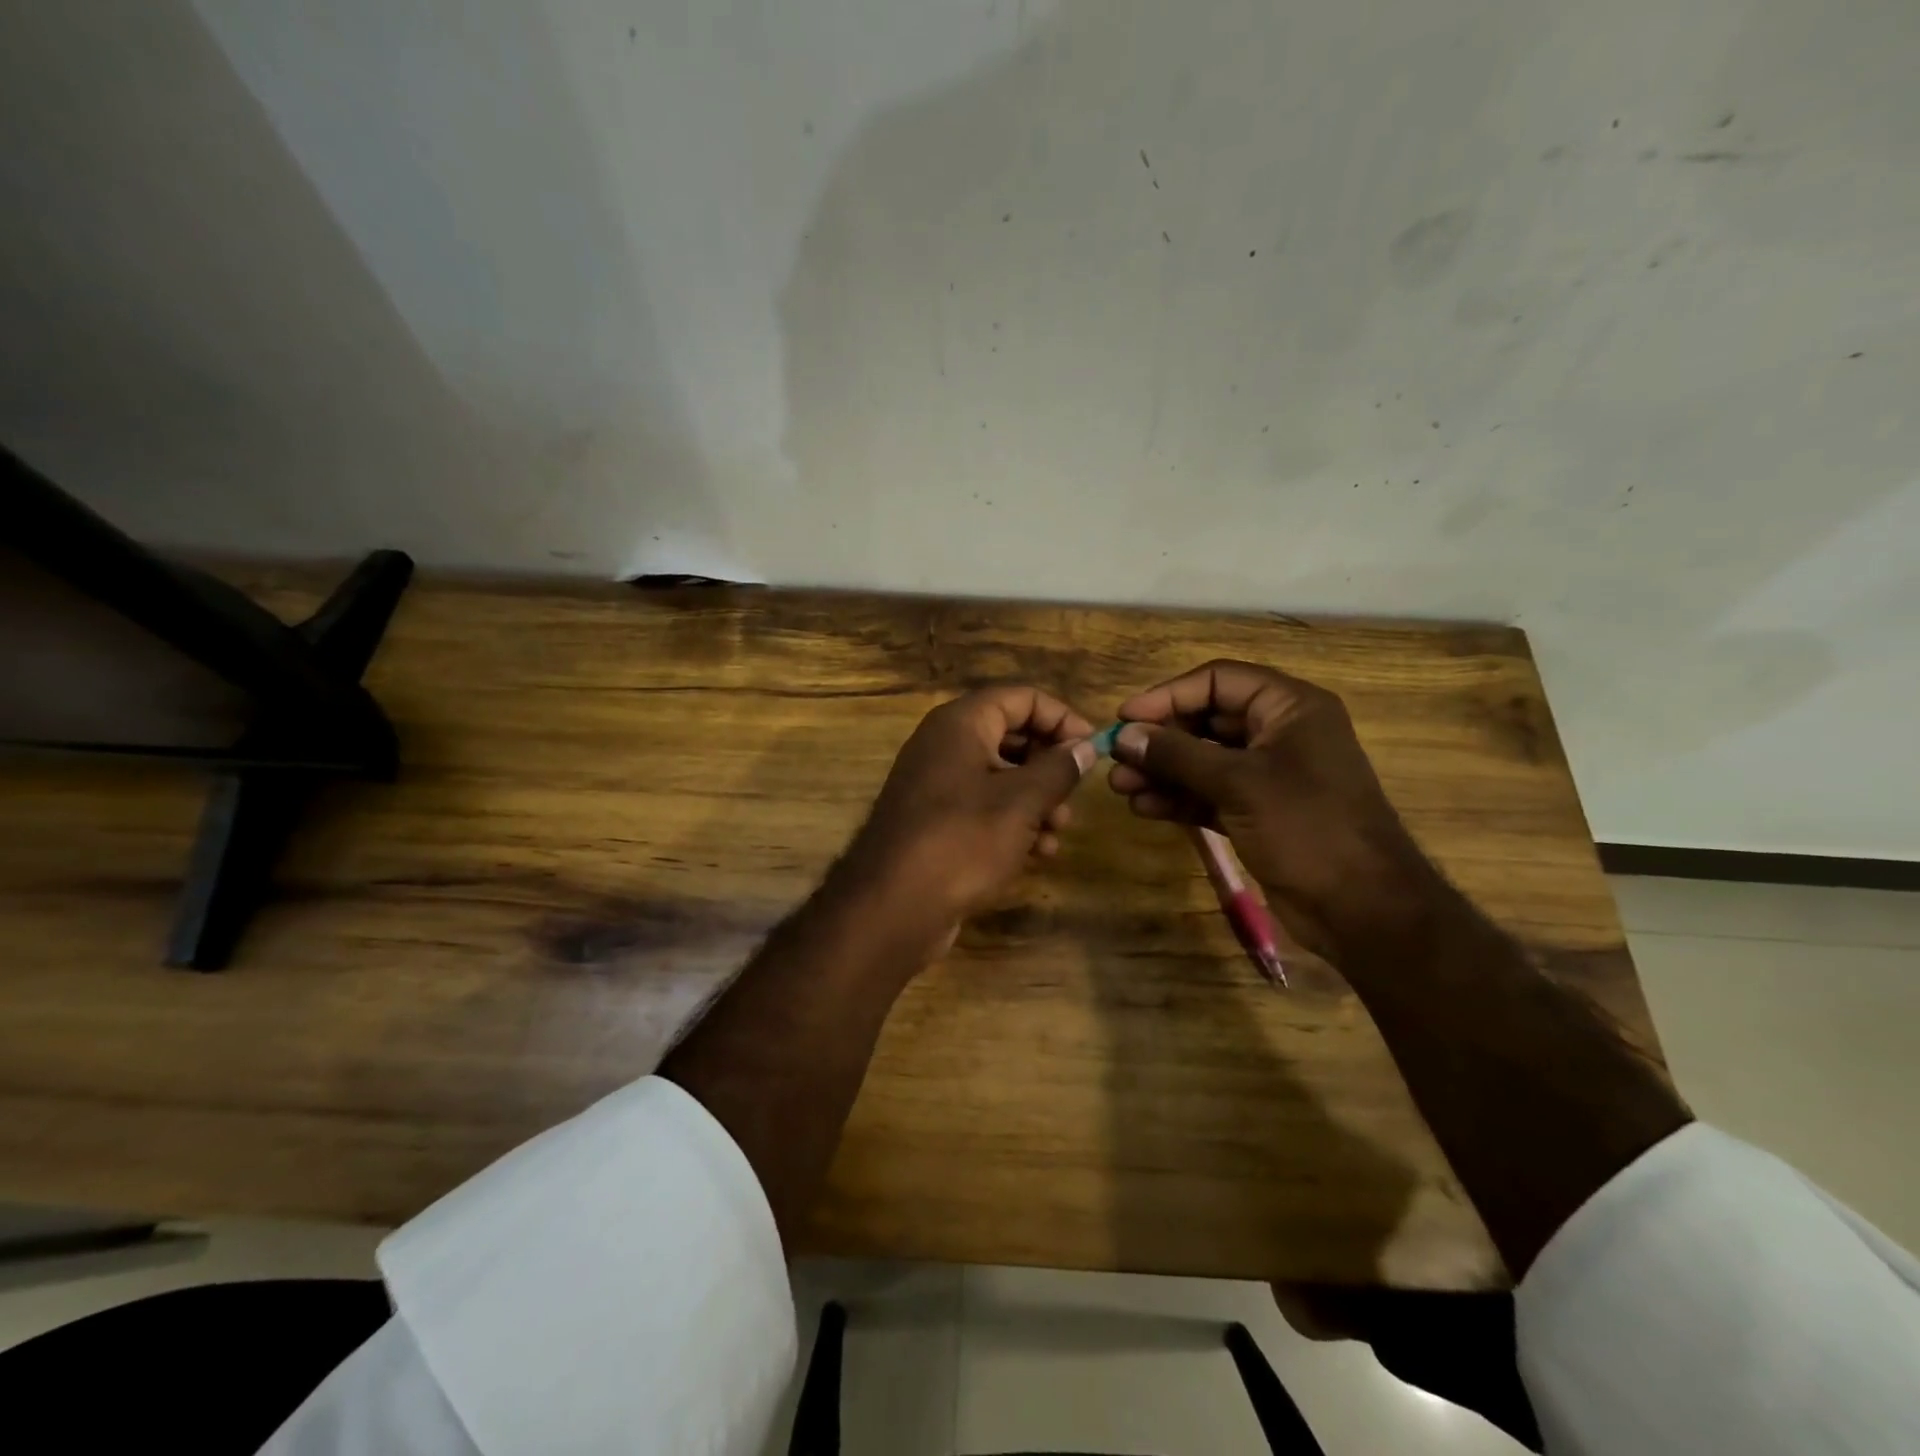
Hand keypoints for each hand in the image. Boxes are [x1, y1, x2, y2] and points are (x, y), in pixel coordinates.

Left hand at [839, 687, 1097, 941]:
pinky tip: (1037, 853)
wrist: (893, 906)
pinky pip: (983, 807)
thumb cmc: (963, 840)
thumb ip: (1059, 769)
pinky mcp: (935, 821)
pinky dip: (1013, 822)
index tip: (1092, 750)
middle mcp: (945, 744)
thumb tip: (1086, 747)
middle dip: (1050, 765)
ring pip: (1000, 776)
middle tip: (1075, 796)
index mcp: (961, 723)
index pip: (1022, 697)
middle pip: (1012, 735)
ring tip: (1058, 831)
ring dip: (1036, 800)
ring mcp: (936, 784)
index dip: (1062, 718)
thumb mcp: (1022, 802)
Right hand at [1106, 660, 1442, 945]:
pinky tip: (1144, 807)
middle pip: (1206, 720)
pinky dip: (1178, 797)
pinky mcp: (1257, 812)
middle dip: (1160, 739)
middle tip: (1115, 757)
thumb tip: (1124, 735)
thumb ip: (1178, 755)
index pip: (1218, 681)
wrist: (1363, 910)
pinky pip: (1209, 793)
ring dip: (1162, 771)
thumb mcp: (1239, 783)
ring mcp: (1267, 776)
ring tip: (1120, 787)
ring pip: (1203, 760)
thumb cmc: (1307, 828)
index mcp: (1290, 708)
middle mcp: (1278, 734)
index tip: (1125, 718)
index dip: (1168, 695)